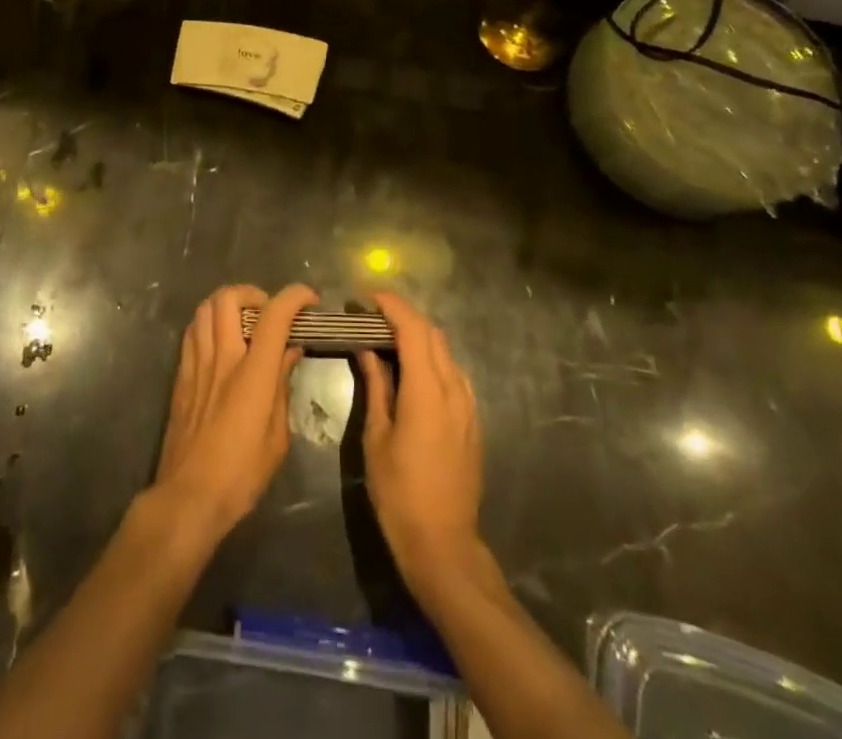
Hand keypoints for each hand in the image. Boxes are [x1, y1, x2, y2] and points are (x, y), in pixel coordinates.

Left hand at [154, 283, 317, 541]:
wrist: (188, 498)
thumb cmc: (241, 474)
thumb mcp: (277, 437)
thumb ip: (282, 385)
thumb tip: (290, 351)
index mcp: (252, 374)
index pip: (273, 316)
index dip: (293, 297)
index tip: (308, 299)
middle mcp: (222, 359)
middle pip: (229, 298)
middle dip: (253, 293)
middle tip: (268, 311)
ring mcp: (197, 364)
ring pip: (205, 307)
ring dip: (228, 304)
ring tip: (243, 322)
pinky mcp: (180, 376)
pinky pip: (192, 331)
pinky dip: (208, 323)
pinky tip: (220, 342)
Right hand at [357, 291, 483, 589]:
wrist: (443, 544)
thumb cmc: (399, 493)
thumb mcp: (377, 438)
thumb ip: (377, 387)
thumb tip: (368, 350)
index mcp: (427, 392)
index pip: (413, 330)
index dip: (392, 307)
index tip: (368, 297)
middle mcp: (454, 389)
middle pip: (432, 335)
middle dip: (404, 317)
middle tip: (373, 318)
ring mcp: (469, 405)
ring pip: (445, 352)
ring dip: (419, 338)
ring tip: (389, 342)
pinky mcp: (473, 421)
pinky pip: (454, 374)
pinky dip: (433, 360)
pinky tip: (413, 373)